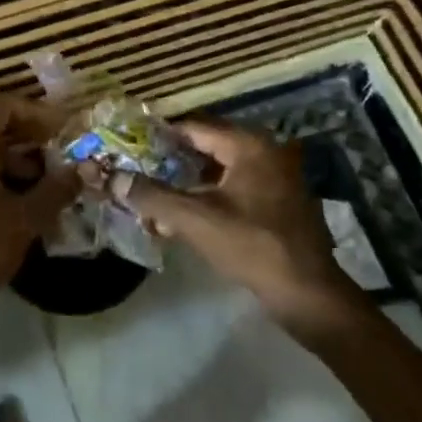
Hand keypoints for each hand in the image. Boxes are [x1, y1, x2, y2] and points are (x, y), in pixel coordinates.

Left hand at [0, 95, 79, 325]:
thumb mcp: (25, 219)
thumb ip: (55, 188)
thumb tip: (82, 171)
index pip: (0, 106)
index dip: (34, 113)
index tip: (59, 128)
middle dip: (19, 130)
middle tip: (49, 145)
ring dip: (4, 150)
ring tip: (37, 174)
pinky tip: (11, 194)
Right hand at [114, 118, 371, 343]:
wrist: (308, 294)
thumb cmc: (252, 246)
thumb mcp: (194, 219)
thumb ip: (151, 196)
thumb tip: (113, 178)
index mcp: (248, 146)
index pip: (194, 127)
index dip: (160, 134)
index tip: (131, 143)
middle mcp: (265, 152)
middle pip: (207, 147)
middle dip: (171, 160)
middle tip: (137, 167)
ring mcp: (277, 178)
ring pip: (220, 170)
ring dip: (188, 182)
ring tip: (154, 194)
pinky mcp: (279, 203)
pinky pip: (234, 188)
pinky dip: (208, 196)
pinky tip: (183, 216)